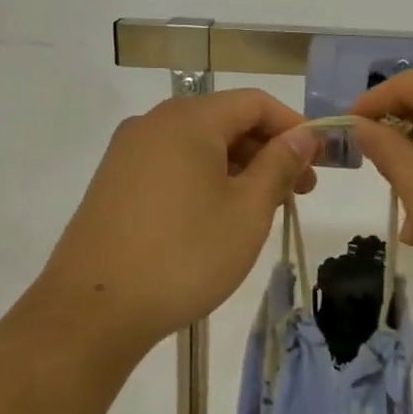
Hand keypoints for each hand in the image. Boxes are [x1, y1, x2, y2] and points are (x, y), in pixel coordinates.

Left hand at [35, 90, 318, 354]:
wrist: (92, 311)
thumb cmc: (183, 255)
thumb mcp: (247, 211)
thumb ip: (279, 165)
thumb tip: (303, 136)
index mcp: (189, 119)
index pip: (255, 102)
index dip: (293, 127)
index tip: (319, 162)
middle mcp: (154, 123)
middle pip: (225, 120)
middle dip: (267, 150)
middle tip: (299, 192)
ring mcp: (128, 152)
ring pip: (198, 145)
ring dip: (238, 167)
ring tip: (262, 209)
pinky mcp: (114, 182)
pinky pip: (172, 164)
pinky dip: (205, 179)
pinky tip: (217, 217)